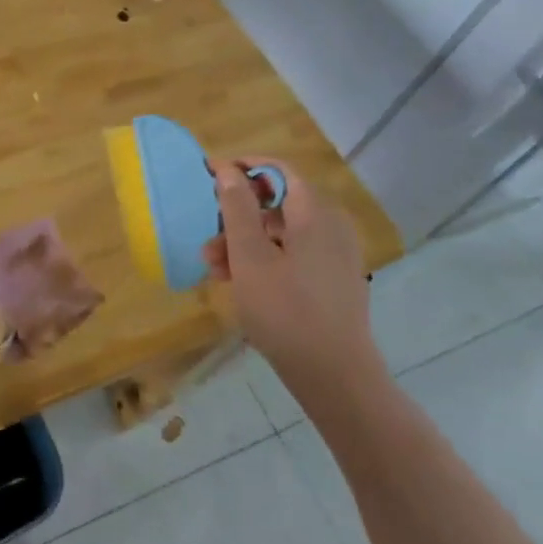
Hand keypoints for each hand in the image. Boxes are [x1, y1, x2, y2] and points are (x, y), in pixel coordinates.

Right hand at [203, 158, 383, 404]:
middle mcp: (331, 226)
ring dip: (245, 243)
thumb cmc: (285, 310)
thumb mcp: (249, 256)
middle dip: (237, 216)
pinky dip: (265, 260)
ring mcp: (335, 255)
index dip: (243, 168)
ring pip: (282, 233)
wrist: (335, 375)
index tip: (209, 175)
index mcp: (315, 213)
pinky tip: (240, 283)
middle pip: (278, 204)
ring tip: (215, 269)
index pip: (279, 170)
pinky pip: (293, 255)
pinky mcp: (333, 280)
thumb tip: (228, 169)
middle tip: (207, 237)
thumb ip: (237, 208)